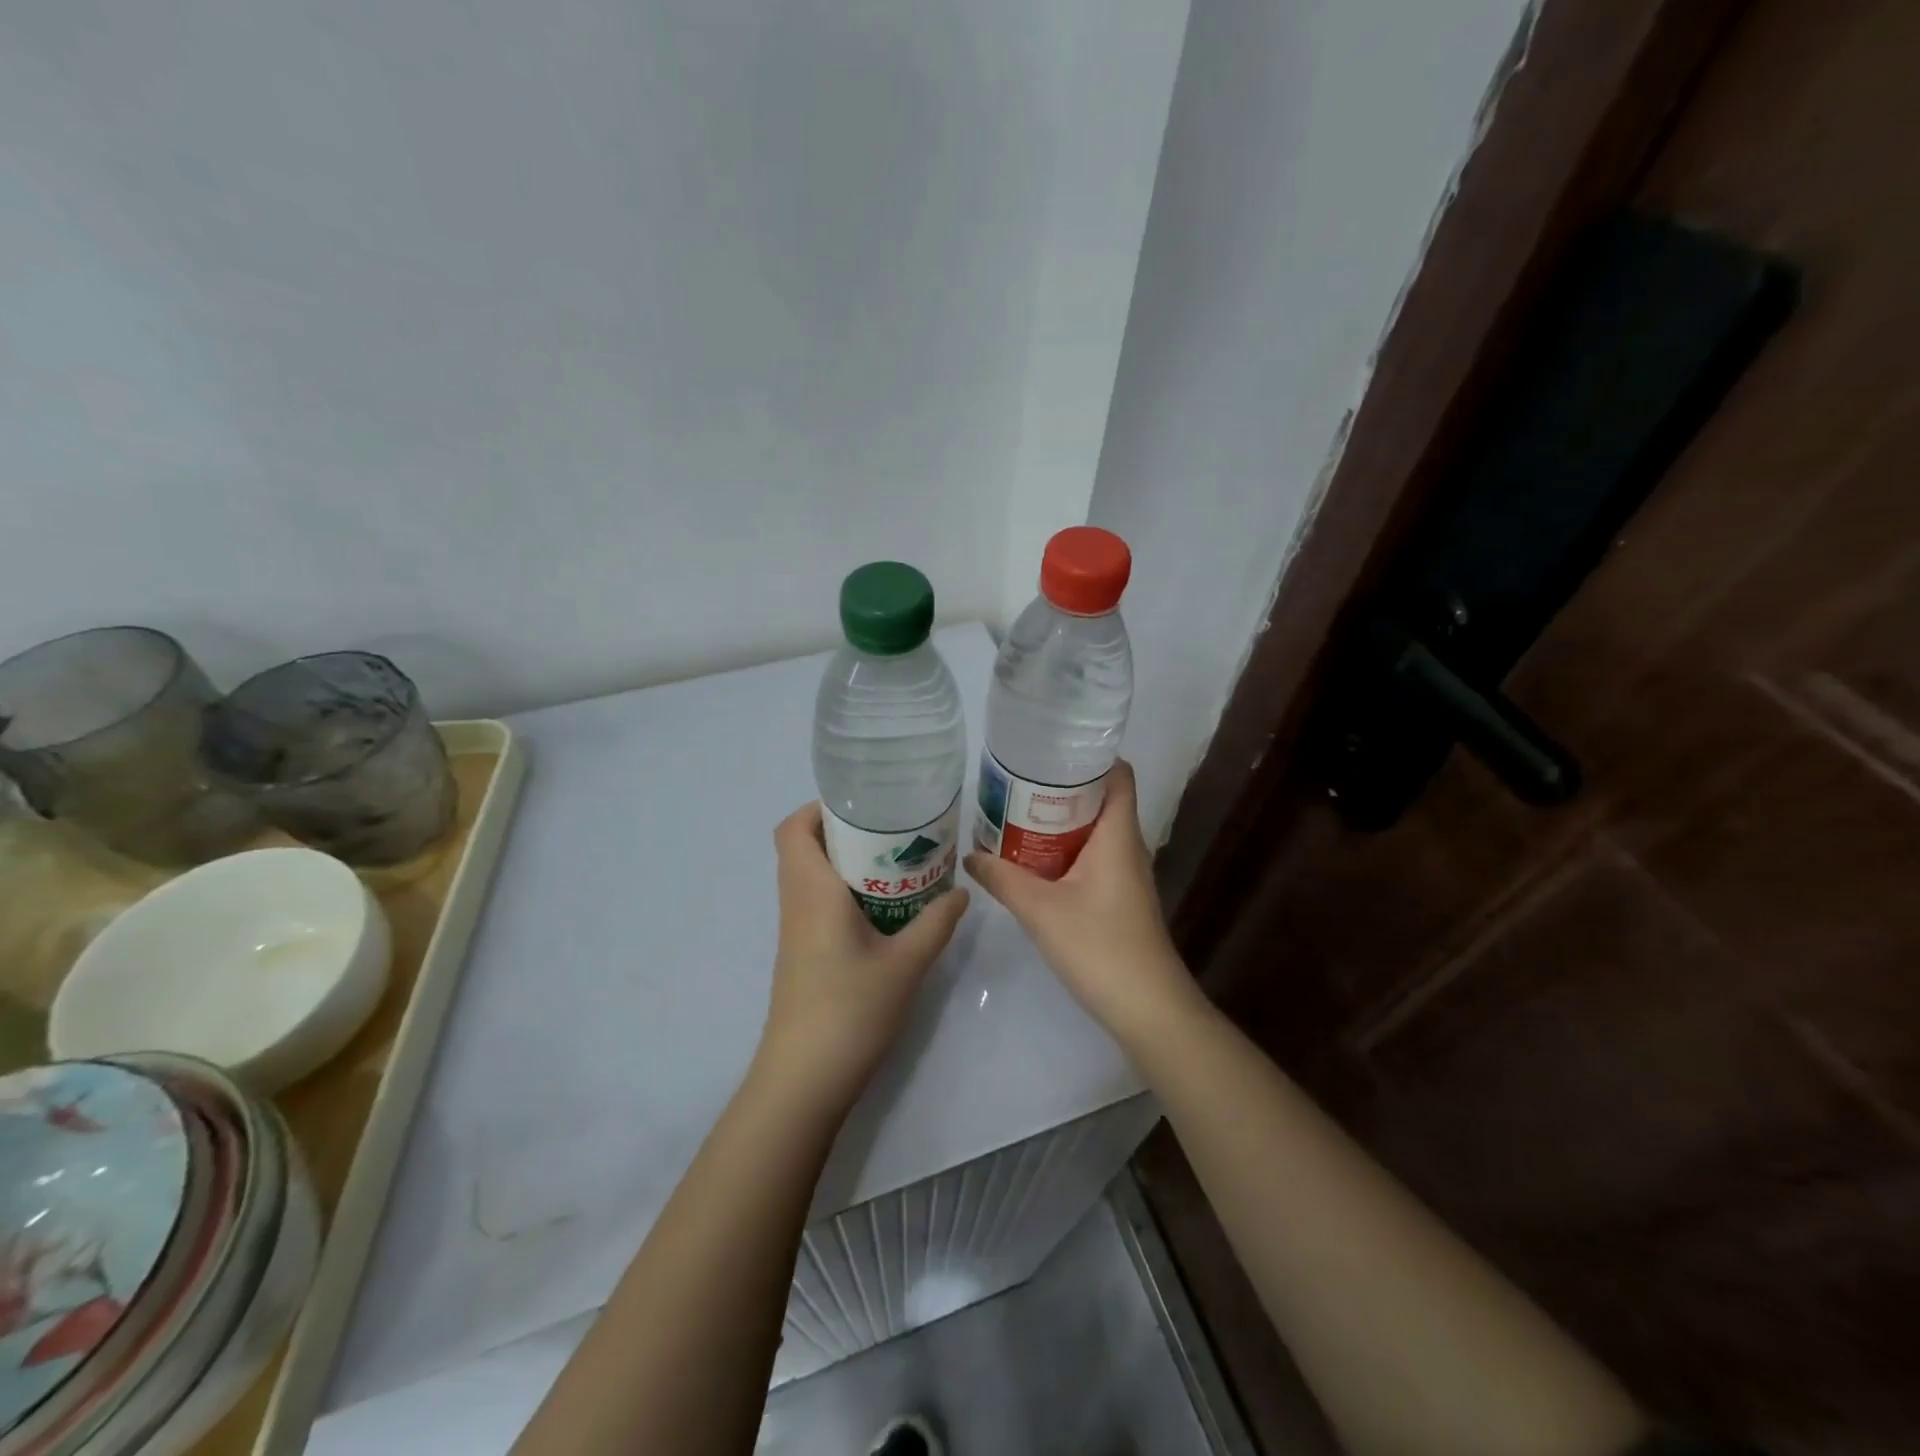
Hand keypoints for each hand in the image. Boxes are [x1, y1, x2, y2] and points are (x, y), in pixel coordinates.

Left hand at [755, 803, 969, 1112]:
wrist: (805, 1078)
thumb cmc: (851, 1009)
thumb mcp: (906, 963)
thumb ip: (936, 923)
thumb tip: (961, 892)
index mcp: (812, 890)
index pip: (793, 829)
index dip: (819, 808)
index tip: (864, 805)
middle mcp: (796, 901)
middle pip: (803, 846)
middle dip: (844, 831)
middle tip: (893, 831)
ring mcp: (795, 929)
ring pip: (810, 875)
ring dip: (845, 861)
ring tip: (896, 862)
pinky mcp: (801, 952)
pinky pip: (816, 901)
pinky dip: (844, 890)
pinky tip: (884, 907)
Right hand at [964, 760, 1198, 1046]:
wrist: (1147, 1008)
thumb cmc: (1100, 947)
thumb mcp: (1040, 910)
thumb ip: (1002, 879)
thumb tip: (970, 856)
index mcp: (1118, 834)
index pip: (1117, 774)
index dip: (1089, 756)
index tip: (1047, 750)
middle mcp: (1126, 846)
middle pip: (1099, 798)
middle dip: (1059, 788)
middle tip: (1015, 782)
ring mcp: (1124, 873)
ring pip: (1092, 830)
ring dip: (1058, 821)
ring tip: (1015, 814)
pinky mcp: (1118, 897)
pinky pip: (1090, 857)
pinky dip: (1063, 850)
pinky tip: (1031, 861)